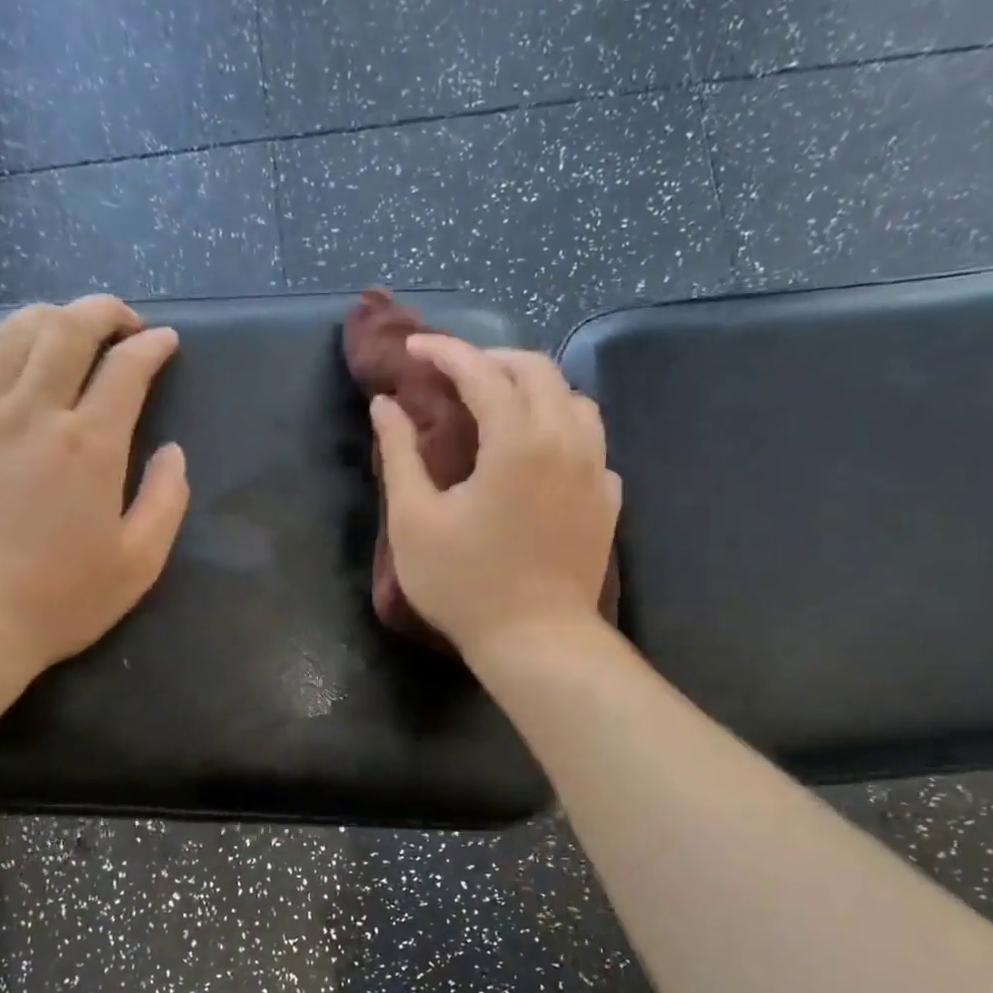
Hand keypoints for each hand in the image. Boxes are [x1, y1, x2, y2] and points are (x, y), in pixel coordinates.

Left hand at [0, 295, 188, 676]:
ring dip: (40, 317)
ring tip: (60, 325)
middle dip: (100, 310)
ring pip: (6, 338)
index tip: (166, 342)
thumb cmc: (62, 598)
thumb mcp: (140, 561)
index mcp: (91, 444)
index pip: (126, 368)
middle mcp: (34, 414)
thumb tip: (172, 452)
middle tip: (121, 319)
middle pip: (65, 330)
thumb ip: (167, 499)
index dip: (151, 346)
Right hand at [370, 335, 619, 660]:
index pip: (481, 371)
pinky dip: (563, 431)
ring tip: (501, 406)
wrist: (537, 642)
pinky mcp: (608, 500)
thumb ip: (399, 454)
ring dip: (535, 389)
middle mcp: (566, 440)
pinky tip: (540, 455)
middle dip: (492, 359)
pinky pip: (592, 444)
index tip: (414, 350)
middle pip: (538, 370)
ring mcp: (596, 470)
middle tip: (454, 374)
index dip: (444, 352)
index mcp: (517, 439)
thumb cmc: (466, 585)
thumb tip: (385, 406)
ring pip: (575, 401)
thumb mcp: (414, 521)